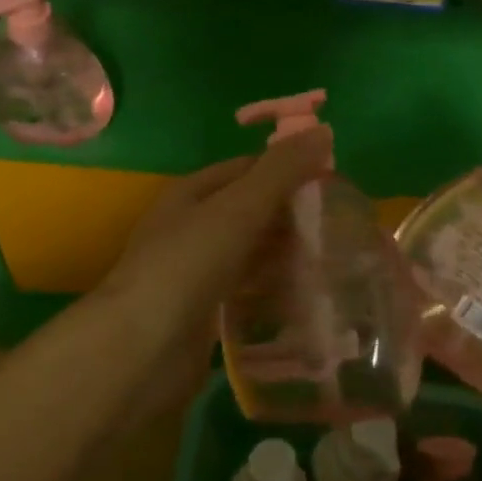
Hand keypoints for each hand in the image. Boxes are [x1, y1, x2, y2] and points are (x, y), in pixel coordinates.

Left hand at [92, 128, 333, 417]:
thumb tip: (323, 130)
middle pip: (249, 210)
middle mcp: (190, 227)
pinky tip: (305, 295)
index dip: (288, 169)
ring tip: (333, 258)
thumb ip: (281, 171)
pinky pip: (246, 290)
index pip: (248, 168)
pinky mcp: (203, 313)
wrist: (141, 351)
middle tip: (340, 224)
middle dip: (290, 214)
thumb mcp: (239, 208)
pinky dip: (273, 288)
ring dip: (285, 253)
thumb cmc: (188, 265)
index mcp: (191, 193)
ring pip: (250, 252)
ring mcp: (195, 272)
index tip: (332, 181)